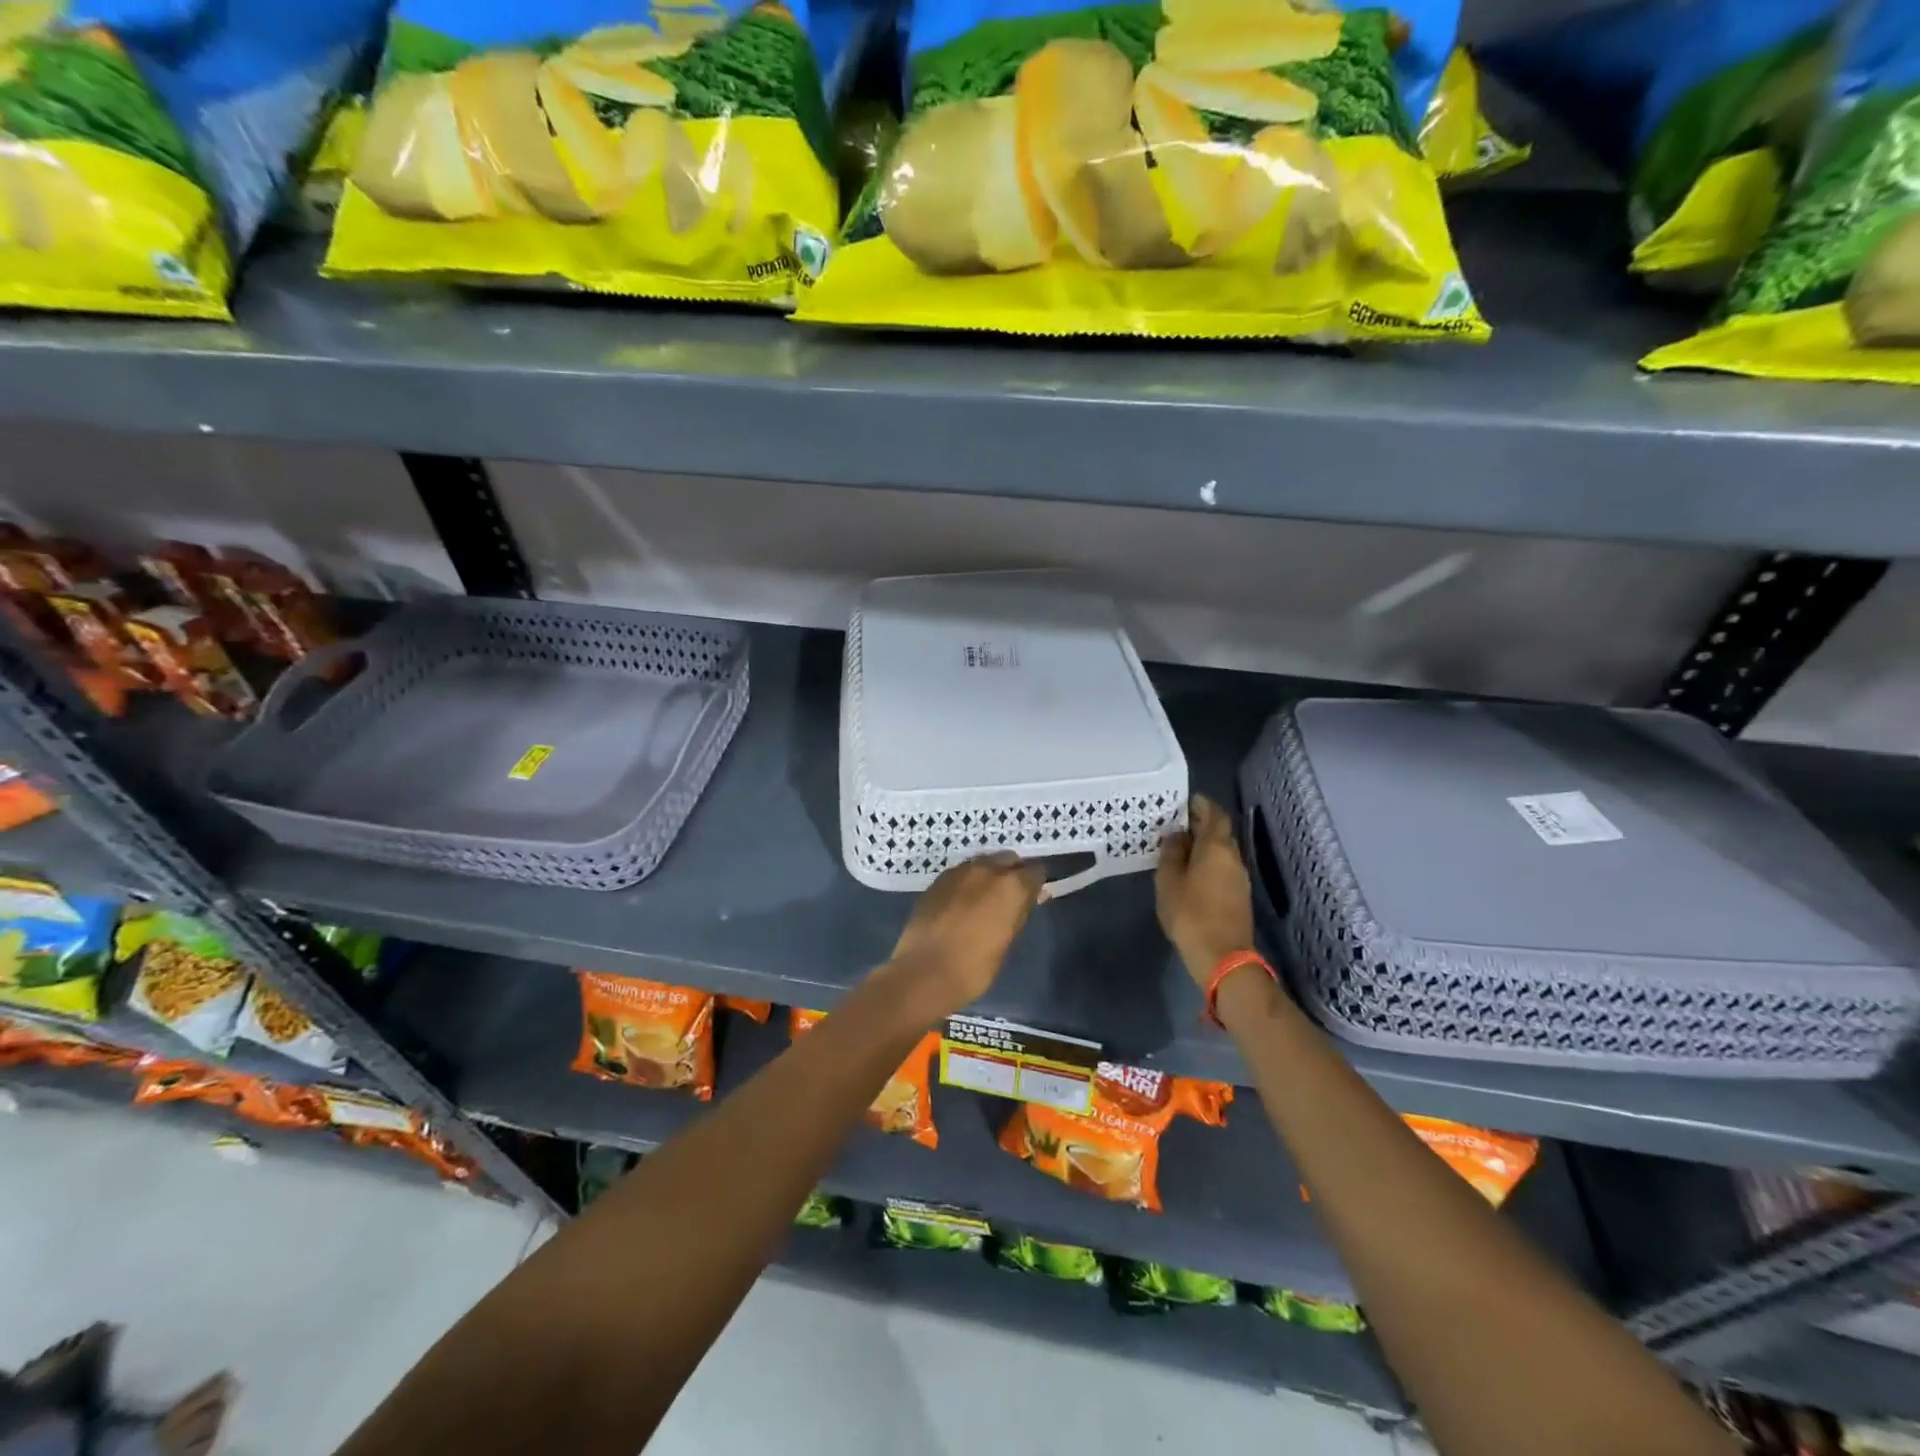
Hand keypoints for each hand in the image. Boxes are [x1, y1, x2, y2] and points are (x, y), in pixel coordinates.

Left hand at [887, 853, 1044, 1016]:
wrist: (925, 972)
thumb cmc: (975, 966)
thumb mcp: (1007, 941)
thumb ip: (1019, 913)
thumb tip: (1030, 898)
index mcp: (1011, 886)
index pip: (1035, 871)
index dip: (1035, 884)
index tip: (1033, 896)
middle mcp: (987, 869)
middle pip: (1008, 859)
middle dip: (1012, 872)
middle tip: (1009, 896)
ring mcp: (959, 872)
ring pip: (982, 862)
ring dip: (988, 874)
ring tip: (984, 898)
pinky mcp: (938, 880)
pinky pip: (961, 873)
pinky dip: (966, 882)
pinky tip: (961, 901)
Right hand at [1156, 795, 1256, 986]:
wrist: (1223, 956)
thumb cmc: (1190, 914)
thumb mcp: (1169, 881)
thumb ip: (1171, 853)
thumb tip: (1176, 835)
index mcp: (1217, 847)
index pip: (1214, 814)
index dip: (1201, 805)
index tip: (1185, 801)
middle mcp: (1233, 857)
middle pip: (1220, 832)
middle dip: (1200, 824)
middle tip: (1176, 823)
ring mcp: (1239, 877)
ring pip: (1222, 850)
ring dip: (1203, 844)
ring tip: (1179, 846)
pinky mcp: (1239, 895)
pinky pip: (1222, 867)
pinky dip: (1208, 861)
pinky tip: (1191, 870)